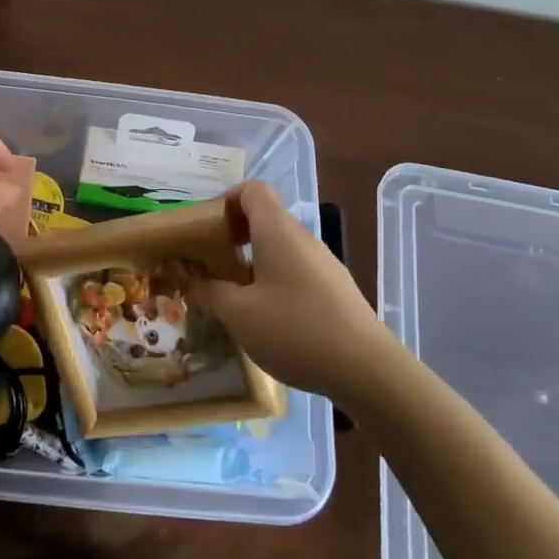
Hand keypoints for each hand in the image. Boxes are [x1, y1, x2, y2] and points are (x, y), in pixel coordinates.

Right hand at [195, 180, 388, 398]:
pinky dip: (276, 280)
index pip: (252, 189)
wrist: (367, 369)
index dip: (226, 200)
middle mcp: (303, 237)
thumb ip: (209, 292)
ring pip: (282, 246)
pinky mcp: (337, 289)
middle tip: (213, 264)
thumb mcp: (239, 314)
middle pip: (266, 217)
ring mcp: (324, 263)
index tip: (208, 229)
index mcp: (277, 230)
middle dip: (235, 234)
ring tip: (237, 295)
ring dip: (255, 261)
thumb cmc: (295, 330)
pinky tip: (270, 318)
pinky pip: (298, 270)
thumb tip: (191, 280)